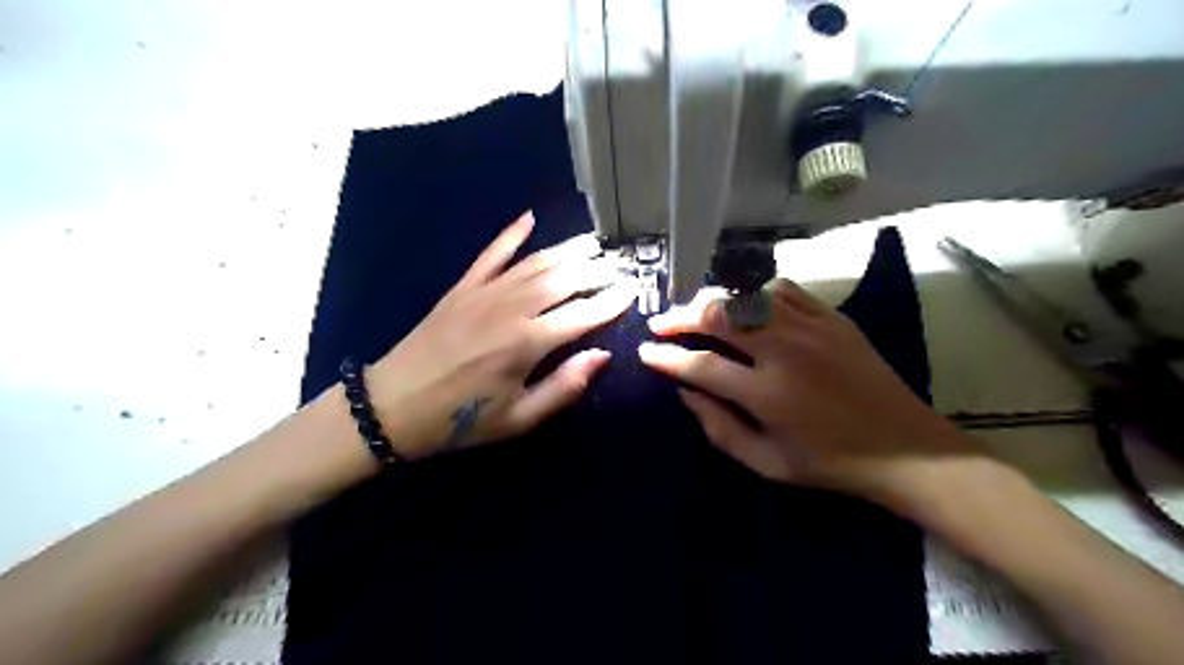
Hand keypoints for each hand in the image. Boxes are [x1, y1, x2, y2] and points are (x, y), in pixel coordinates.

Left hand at [368, 213, 637, 462]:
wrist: (392, 406)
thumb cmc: (461, 421)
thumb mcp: (518, 420)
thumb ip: (563, 387)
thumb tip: (601, 356)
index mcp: (527, 343)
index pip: (582, 314)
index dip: (611, 301)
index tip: (633, 289)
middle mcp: (511, 308)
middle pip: (563, 279)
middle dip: (596, 270)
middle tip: (620, 264)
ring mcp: (484, 293)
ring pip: (535, 262)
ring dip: (567, 250)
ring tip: (593, 242)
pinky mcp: (462, 288)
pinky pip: (491, 254)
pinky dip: (511, 235)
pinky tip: (529, 218)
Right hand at [645, 282, 975, 508]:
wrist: (906, 448)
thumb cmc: (831, 464)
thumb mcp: (767, 464)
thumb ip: (719, 428)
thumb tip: (685, 393)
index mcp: (767, 394)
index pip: (700, 365)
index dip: (666, 357)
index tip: (644, 352)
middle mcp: (785, 352)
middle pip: (718, 316)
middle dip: (679, 317)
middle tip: (660, 324)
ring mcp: (811, 328)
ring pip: (746, 296)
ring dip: (712, 301)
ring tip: (695, 312)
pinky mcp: (832, 318)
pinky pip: (783, 290)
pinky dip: (755, 293)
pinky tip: (745, 305)